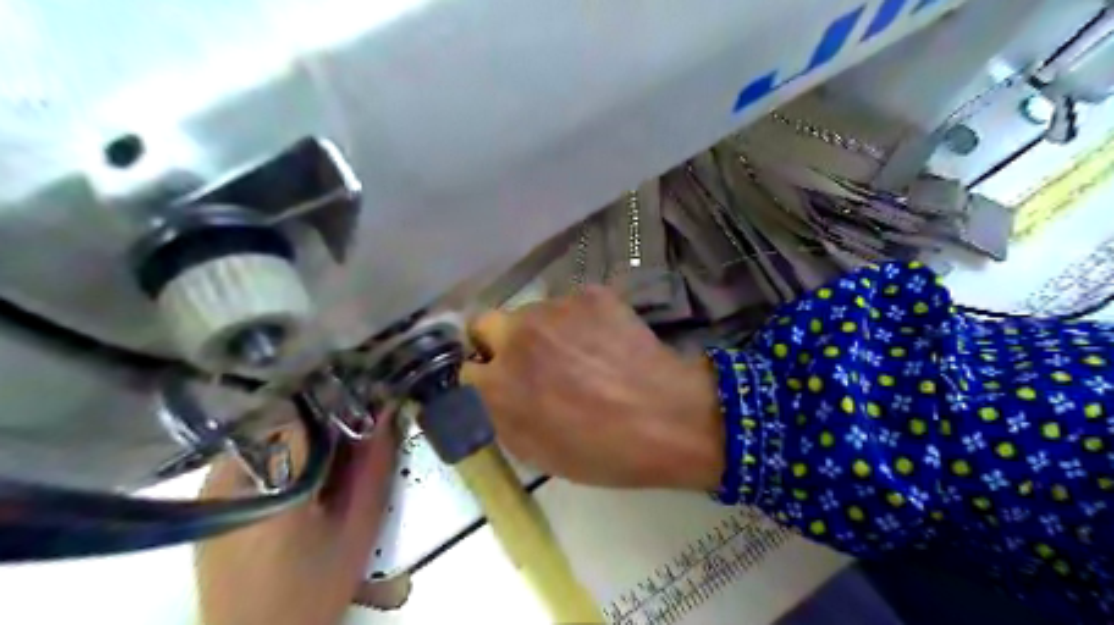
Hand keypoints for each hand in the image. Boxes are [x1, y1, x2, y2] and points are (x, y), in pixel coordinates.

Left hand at [194, 408, 395, 624]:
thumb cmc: (311, 589)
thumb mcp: (358, 529)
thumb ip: (375, 467)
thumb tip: (388, 412)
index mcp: (268, 482)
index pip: (307, 413)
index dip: (344, 404)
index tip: (369, 405)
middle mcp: (229, 474)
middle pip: (286, 419)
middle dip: (326, 422)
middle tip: (356, 438)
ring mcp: (211, 485)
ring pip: (269, 432)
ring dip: (305, 437)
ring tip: (332, 459)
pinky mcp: (207, 498)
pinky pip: (253, 452)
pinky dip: (283, 452)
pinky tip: (303, 477)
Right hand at [461, 286, 722, 491]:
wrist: (670, 418)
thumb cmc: (603, 451)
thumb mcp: (536, 453)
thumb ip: (498, 418)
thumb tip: (486, 395)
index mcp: (498, 383)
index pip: (463, 368)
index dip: (481, 377)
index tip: (498, 384)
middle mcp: (517, 336)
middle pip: (485, 324)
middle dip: (497, 342)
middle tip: (529, 361)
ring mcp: (555, 308)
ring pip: (530, 312)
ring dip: (541, 331)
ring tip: (579, 354)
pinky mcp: (589, 294)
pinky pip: (569, 305)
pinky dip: (578, 321)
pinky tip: (604, 342)